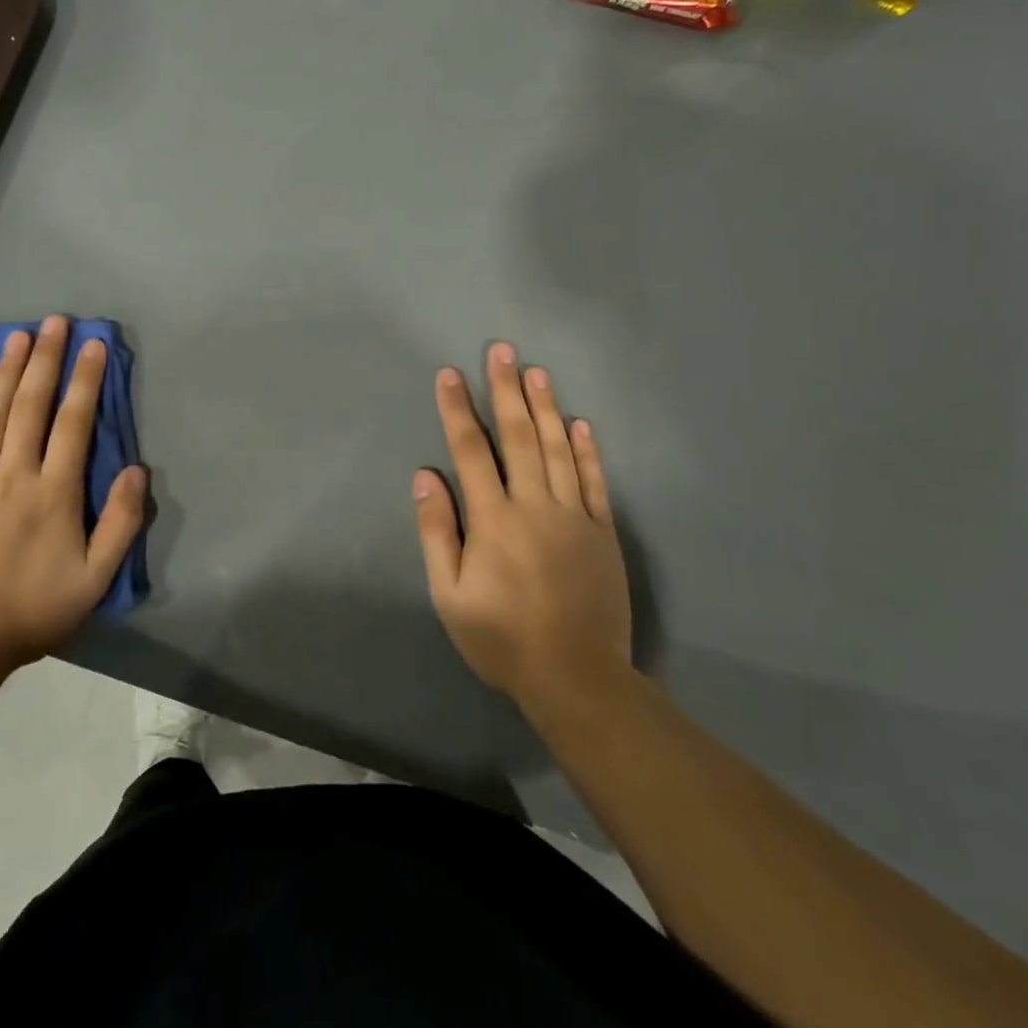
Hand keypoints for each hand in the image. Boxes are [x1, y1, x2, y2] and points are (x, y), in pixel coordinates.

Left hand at [0, 315, 146, 671]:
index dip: (85, 380)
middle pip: (31, 404)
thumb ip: (120, 523)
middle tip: (54, 321)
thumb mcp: (94, 579)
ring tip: (17, 336)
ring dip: (7, 370)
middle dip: (45, 358)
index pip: (74, 422)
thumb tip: (136, 471)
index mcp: (53, 492)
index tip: (94, 345)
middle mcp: (14, 473)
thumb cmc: (33, 609)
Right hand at [414, 343, 632, 720]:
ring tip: (536, 372)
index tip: (449, 374)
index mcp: (493, 519)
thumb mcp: (449, 593)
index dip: (458, 410)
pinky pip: (594, 481)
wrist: (577, 678)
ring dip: (546, 407)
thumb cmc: (501, 637)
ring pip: (558, 449)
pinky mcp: (602, 532)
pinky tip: (580, 424)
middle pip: (519, 436)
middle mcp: (534, 505)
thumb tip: (426, 476)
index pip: (471, 451)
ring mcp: (574, 516)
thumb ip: (437, 531)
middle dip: (506, 390)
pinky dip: (587, 450)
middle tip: (502, 350)